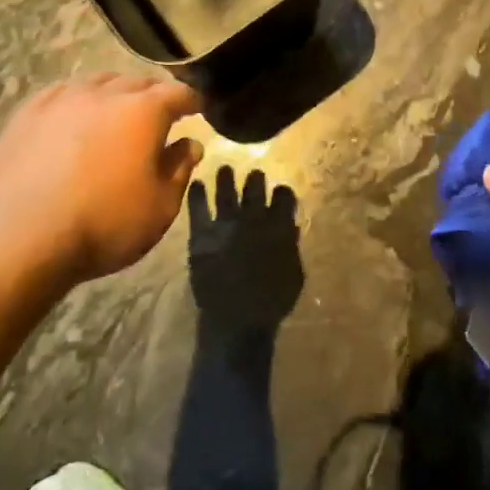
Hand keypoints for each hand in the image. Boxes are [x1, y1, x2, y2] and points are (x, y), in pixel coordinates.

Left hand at [0, 74, 203, 292]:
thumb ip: (179, 169)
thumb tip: (191, 144)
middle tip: (160, 114)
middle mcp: (106, 94)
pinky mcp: (27, 114)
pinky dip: (77, 100)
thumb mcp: (160, 207)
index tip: (199, 110)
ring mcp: (62, 99)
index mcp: (144, 111)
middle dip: (154, 94)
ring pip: (98, 82)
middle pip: (139, 82)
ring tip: (116, 111)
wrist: (17, 238)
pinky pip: (61, 93)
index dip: (193, 100)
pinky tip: (73, 115)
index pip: (178, 93)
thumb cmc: (103, 224)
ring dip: (115, 93)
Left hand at [187, 168, 303, 333]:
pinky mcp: (202, 235)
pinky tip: (195, 184)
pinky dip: (197, 194)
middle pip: (255, 187)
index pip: (284, 196)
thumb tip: (288, 226)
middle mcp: (253, 218)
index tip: (279, 191)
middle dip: (255, 178)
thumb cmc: (271, 301)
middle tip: (253, 173)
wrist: (236, 319)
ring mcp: (225, 224)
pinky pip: (198, 208)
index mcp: (278, 225)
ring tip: (224, 169)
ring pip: (226, 190)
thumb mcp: (294, 274)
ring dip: (226, 177)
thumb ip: (291, 246)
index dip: (282, 192)